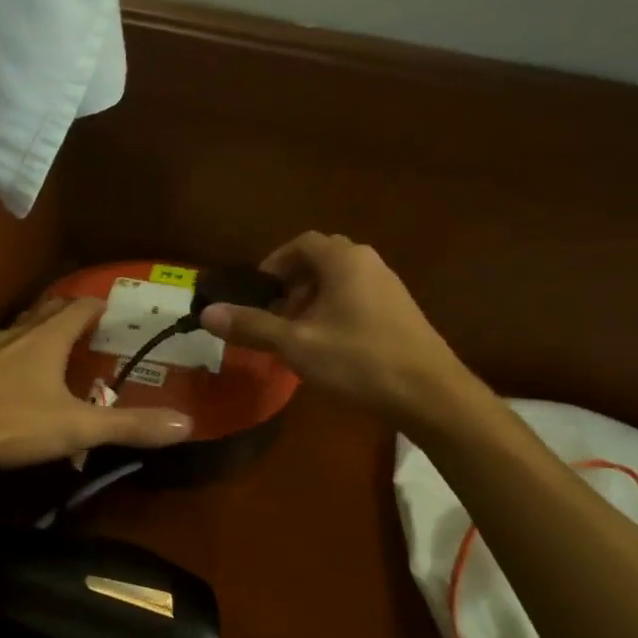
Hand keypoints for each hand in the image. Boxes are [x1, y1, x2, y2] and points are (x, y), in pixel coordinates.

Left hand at [0, 297, 192, 476]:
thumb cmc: (9, 421)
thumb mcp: (76, 427)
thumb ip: (129, 426)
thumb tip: (187, 425)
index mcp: (47, 337)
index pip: (81, 306)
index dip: (101, 305)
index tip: (117, 310)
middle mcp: (17, 333)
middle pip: (48, 311)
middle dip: (71, 315)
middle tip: (91, 329)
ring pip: (20, 330)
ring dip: (40, 334)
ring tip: (54, 351)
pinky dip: (13, 357)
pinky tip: (10, 381)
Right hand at [197, 232, 474, 430]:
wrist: (430, 394)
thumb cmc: (359, 361)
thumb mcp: (296, 345)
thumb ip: (252, 326)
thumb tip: (207, 312)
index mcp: (343, 261)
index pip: (301, 244)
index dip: (273, 263)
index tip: (256, 291)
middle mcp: (368, 264)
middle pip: (320, 260)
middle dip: (291, 284)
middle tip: (273, 314)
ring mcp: (389, 287)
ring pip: (340, 281)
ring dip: (312, 300)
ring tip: (296, 334)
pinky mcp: (400, 312)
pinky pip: (357, 298)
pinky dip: (334, 311)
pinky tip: (328, 347)